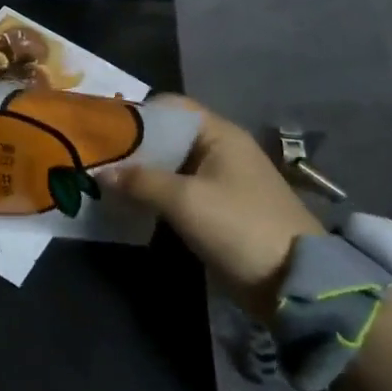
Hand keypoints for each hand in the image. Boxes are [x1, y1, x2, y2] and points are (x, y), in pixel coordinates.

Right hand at [104, 99, 323, 318]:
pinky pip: (179, 189)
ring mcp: (221, 180)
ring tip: (106, 180)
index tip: (103, 130)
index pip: (170, 107)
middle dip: (134, 146)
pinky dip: (156, 192)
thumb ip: (141, 181)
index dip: (137, 114)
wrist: (293, 283)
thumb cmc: (239, 226)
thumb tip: (101, 172)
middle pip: (168, 135)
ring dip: (142, 172)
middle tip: (98, 158)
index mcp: (219, 135)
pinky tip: (131, 203)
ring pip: (172, 164)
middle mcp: (220, 149)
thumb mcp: (185, 201)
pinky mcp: (219, 208)